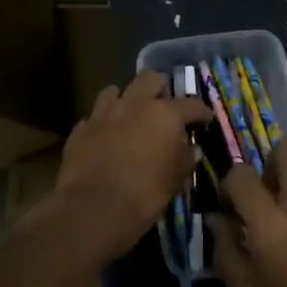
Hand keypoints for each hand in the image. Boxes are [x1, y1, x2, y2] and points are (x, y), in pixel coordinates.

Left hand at [47, 71, 212, 263]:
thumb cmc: (144, 194)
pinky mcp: (81, 128)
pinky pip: (94, 117)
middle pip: (149, 78)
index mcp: (164, 114)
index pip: (191, 104)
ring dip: (125, 100)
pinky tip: (105, 138)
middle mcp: (134, 104)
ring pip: (115, 91)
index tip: (205, 119)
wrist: (93, 208)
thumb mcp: (175, 180)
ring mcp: (104, 113)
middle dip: (158, 88)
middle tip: (163, 106)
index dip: (201, 111)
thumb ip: (185, 159)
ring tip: (129, 116)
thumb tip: (191, 149)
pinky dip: (102, 124)